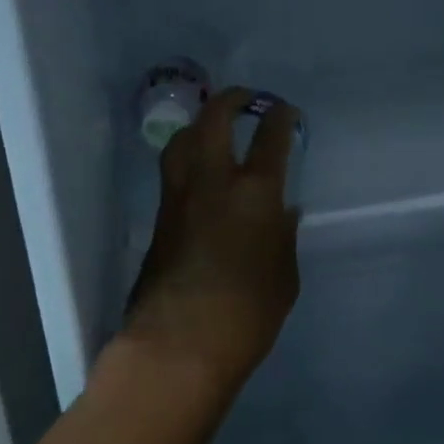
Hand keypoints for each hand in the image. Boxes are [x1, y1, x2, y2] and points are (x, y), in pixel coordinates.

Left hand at [120, 88, 301, 399]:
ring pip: (182, 141)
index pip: (269, 138)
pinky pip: (172, 174)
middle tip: (244, 98)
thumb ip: (283, 236)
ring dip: (200, 125)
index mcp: (255, 192)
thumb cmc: (247, 314)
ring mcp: (179, 198)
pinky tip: (200, 176)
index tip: (284, 111)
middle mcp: (213, 182)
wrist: (178, 345)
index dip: (279, 117)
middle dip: (231, 100)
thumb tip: (283, 211)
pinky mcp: (158, 220)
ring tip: (213, 128)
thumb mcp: (284, 276)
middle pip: (214, 120)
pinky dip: (187, 161)